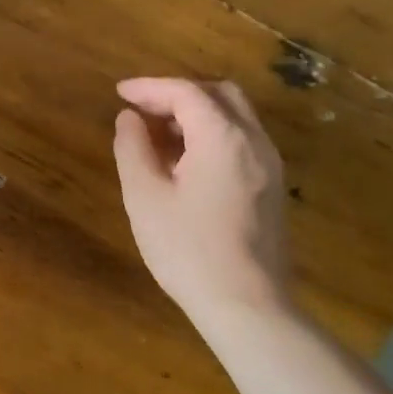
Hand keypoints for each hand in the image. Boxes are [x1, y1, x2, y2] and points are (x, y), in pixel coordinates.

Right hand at [113, 77, 292, 328]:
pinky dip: (214, 135)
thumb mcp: (145, 197)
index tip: (120, 93)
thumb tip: (129, 118)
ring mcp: (270, 165)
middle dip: (179, 94)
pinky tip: (188, 162)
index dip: (150, 87)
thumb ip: (133, 148)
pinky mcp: (272, 188)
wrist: (247, 305)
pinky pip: (243, 142)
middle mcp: (254, 141)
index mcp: (223, 136)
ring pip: (236, 117)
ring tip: (161, 136)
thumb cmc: (188, 250)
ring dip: (198, 115)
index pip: (186, 92)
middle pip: (220, 94)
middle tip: (145, 110)